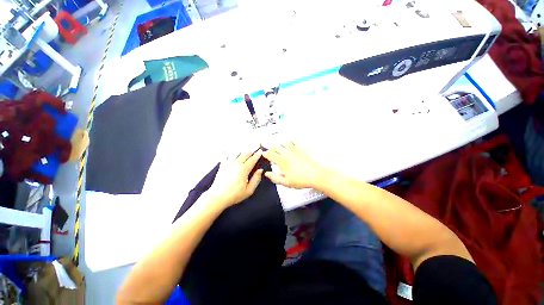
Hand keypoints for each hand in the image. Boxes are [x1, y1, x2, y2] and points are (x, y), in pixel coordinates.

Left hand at [207, 149, 263, 207]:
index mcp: (244, 169)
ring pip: (237, 151)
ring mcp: (228, 162)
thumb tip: (260, 170)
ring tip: (245, 151)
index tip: (261, 151)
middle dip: (251, 151)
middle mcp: (236, 163)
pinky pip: (227, 154)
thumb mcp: (249, 190)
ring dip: (243, 151)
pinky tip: (233, 152)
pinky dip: (231, 152)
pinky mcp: (222, 164)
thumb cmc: (234, 195)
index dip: (258, 154)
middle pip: (245, 153)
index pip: (253, 159)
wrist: (218, 196)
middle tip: (255, 150)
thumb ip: (256, 179)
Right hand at [263, 141, 326, 188]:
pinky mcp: (301, 148)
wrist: (316, 175)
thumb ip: (275, 178)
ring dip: (279, 145)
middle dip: (271, 149)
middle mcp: (287, 153)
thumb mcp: (286, 182)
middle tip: (271, 152)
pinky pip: (293, 141)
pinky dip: (289, 142)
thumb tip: (267, 174)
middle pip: (276, 147)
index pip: (270, 154)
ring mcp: (294, 149)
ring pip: (283, 143)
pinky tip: (289, 144)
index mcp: (282, 161)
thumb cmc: (301, 180)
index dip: (266, 154)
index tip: (264, 154)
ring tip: (279, 148)